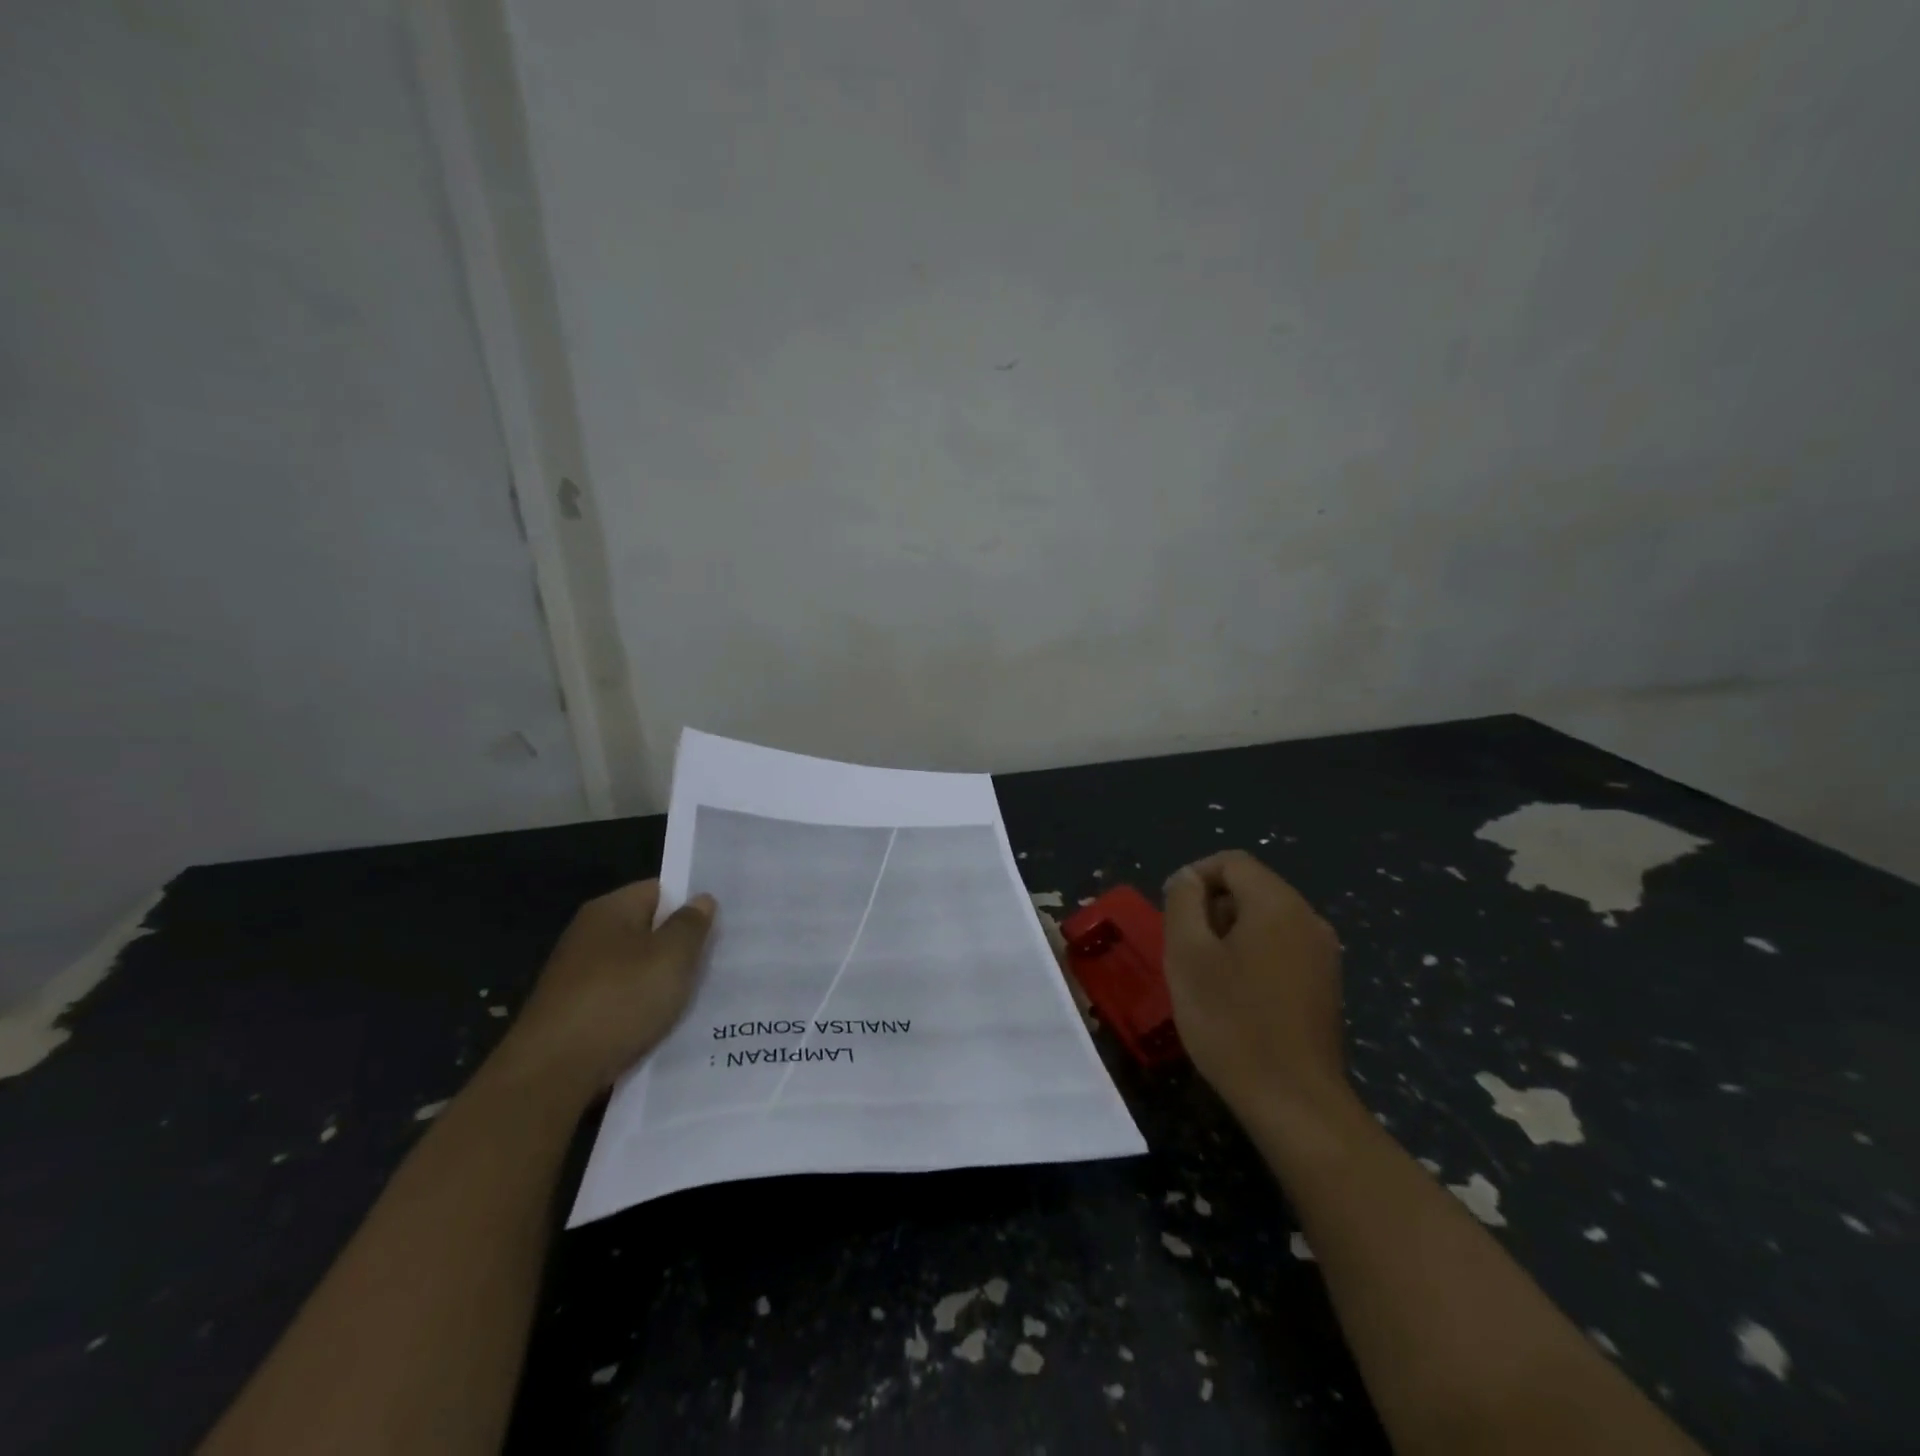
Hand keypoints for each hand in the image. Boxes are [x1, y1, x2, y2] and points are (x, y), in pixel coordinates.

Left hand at [491, 880, 716, 1103]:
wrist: (551, 1073)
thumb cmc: (619, 1000)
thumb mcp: (671, 956)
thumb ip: (691, 924)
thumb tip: (701, 900)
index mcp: (609, 910)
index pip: (660, 890)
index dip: (691, 903)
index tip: (723, 922)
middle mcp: (589, 935)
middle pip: (648, 929)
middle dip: (680, 945)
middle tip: (720, 958)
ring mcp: (578, 976)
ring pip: (637, 968)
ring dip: (663, 981)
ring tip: (700, 994)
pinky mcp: (575, 1013)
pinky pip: (622, 1000)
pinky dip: (643, 1009)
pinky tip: (666, 1024)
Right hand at [1163, 851, 1349, 1130]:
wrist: (1294, 1102)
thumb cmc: (1231, 1021)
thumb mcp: (1187, 954)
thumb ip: (1184, 902)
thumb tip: (1188, 878)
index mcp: (1278, 904)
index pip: (1231, 862)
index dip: (1194, 876)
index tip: (1170, 911)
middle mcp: (1308, 919)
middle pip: (1251, 888)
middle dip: (1211, 907)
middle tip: (1184, 948)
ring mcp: (1323, 955)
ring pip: (1265, 920)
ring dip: (1229, 934)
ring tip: (1205, 974)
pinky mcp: (1326, 986)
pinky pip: (1282, 949)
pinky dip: (1252, 956)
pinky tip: (1235, 996)